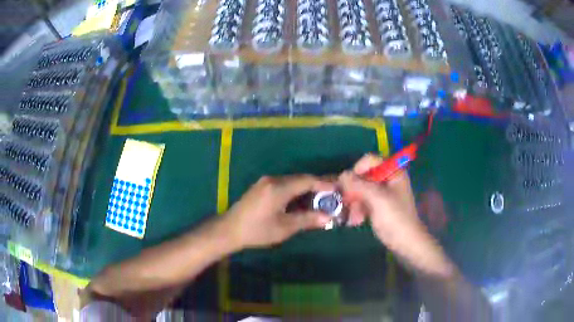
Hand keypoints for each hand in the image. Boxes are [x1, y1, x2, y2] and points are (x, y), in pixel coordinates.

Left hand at [222, 175, 332, 248]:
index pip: (307, 181)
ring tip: (321, 199)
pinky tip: (302, 200)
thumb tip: (328, 218)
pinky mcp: (262, 187)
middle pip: (300, 179)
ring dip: (307, 189)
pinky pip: (284, 185)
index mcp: (278, 188)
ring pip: (293, 181)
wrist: (230, 229)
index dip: (324, 184)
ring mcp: (266, 182)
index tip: (338, 189)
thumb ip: (307, 220)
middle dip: (317, 186)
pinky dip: (296, 191)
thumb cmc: (257, 231)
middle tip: (333, 194)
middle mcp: (273, 180)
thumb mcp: (284, 228)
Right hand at [339, 154, 454, 276]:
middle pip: (364, 176)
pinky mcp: (379, 206)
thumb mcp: (377, 199)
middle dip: (353, 190)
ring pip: (361, 190)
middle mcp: (388, 180)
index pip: (370, 160)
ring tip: (351, 218)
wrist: (405, 243)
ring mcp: (383, 194)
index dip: (357, 169)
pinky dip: (357, 210)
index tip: (348, 184)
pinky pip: (363, 201)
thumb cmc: (395, 218)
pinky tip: (355, 221)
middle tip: (345, 202)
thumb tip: (342, 175)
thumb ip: (359, 185)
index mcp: (393, 172)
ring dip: (354, 203)